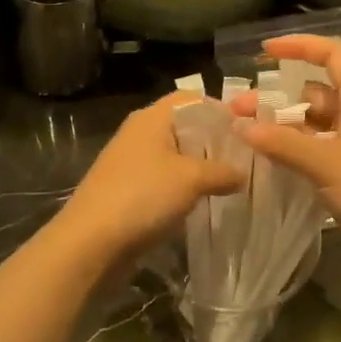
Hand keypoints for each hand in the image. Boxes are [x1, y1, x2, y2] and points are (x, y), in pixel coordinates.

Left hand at [55, 92, 243, 262]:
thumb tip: (242, 174)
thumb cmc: (143, 196)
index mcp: (152, 117)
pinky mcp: (129, 189)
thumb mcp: (192, 179)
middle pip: (186, 127)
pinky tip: (204, 201)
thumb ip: (223, 171)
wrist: (90, 242)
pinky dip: (184, 187)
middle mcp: (141, 133)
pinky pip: (165, 179)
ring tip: (232, 181)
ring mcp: (132, 162)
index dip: (222, 110)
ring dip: (201, 167)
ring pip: (176, 156)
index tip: (250, 130)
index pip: (193, 99)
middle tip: (247, 158)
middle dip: (215, 142)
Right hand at [231, 35, 340, 264]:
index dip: (299, 46)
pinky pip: (318, 149)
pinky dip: (294, 149)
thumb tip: (240, 125)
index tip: (264, 52)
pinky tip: (269, 160)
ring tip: (245, 135)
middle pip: (314, 93)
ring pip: (313, 124)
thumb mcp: (326, 163)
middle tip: (236, 111)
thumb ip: (281, 143)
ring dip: (281, 126)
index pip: (332, 55)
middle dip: (275, 97)